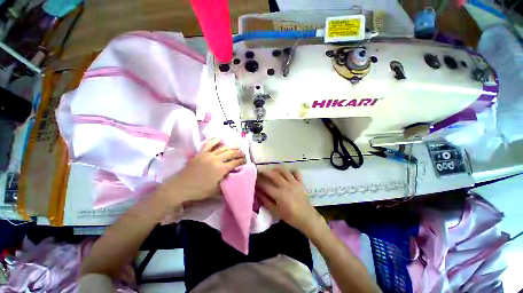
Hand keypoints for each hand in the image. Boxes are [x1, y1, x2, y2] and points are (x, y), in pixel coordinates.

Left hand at [157, 137, 245, 206]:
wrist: (180, 187)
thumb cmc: (199, 191)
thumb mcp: (215, 190)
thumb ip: (225, 182)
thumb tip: (232, 176)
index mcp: (221, 169)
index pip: (235, 163)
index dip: (241, 161)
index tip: (245, 160)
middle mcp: (216, 160)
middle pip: (230, 153)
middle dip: (238, 152)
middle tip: (243, 152)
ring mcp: (208, 155)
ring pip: (222, 148)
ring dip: (231, 147)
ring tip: (236, 147)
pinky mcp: (201, 153)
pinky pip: (209, 144)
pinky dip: (215, 140)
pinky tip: (220, 138)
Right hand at [256, 168, 322, 233]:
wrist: (307, 218)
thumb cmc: (290, 217)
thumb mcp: (276, 211)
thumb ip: (266, 201)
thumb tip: (257, 193)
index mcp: (279, 195)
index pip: (266, 186)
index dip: (258, 182)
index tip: (253, 179)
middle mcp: (286, 186)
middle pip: (274, 175)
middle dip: (265, 172)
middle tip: (260, 171)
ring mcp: (294, 183)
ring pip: (284, 171)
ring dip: (276, 168)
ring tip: (271, 169)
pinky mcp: (300, 182)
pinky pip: (296, 172)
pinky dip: (291, 170)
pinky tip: (287, 171)